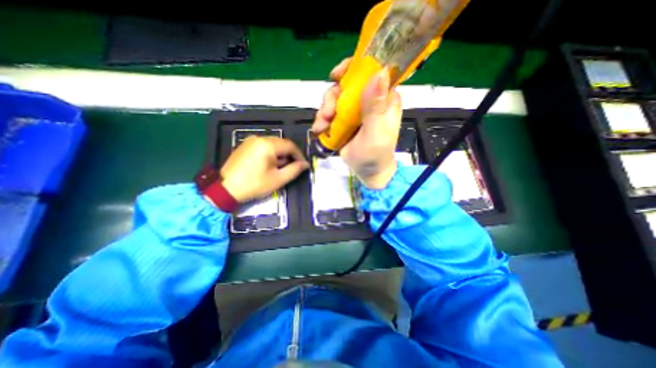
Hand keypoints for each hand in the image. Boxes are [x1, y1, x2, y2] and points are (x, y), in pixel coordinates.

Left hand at [218, 137, 308, 201]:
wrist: (226, 188)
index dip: (299, 155)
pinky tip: (269, 164)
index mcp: (268, 145)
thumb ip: (295, 170)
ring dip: (280, 154)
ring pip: (273, 144)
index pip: (290, 145)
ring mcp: (251, 140)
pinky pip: (263, 146)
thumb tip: (305, 164)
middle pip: (282, 143)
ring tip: (280, 168)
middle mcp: (259, 138)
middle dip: (290, 155)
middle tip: (293, 168)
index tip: (303, 165)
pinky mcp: (245, 145)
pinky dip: (271, 153)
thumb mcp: (278, 179)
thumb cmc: (255, 184)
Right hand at [310, 58, 402, 188]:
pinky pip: (329, 111)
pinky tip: (320, 129)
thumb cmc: (375, 154)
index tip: (337, 76)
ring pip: (335, 97)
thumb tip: (379, 72)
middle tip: (327, 114)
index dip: (354, 68)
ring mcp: (355, 110)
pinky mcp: (344, 119)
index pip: (372, 71)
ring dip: (324, 110)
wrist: (367, 172)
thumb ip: (375, 107)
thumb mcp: (376, 133)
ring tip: (322, 126)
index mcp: (384, 98)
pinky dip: (322, 119)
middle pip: (347, 84)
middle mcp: (369, 99)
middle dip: (333, 97)